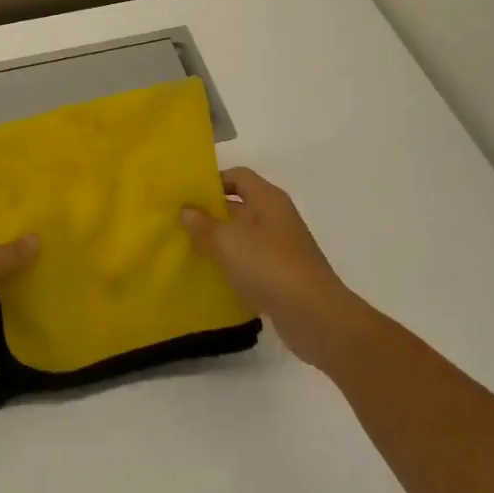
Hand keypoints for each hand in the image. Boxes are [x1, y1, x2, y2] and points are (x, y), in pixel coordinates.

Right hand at [182, 168, 364, 370]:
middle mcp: (276, 218)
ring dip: (218, 242)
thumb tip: (186, 210)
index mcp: (268, 199)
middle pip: (239, 206)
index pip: (238, 176)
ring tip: (187, 249)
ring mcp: (281, 248)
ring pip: (243, 237)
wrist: (315, 316)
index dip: (212, 181)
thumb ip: (203, 224)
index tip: (186, 195)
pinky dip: (231, 266)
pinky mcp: (281, 276)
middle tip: (178, 223)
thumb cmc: (269, 266)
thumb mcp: (227, 241)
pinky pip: (250, 263)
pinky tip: (210, 276)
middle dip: (210, 214)